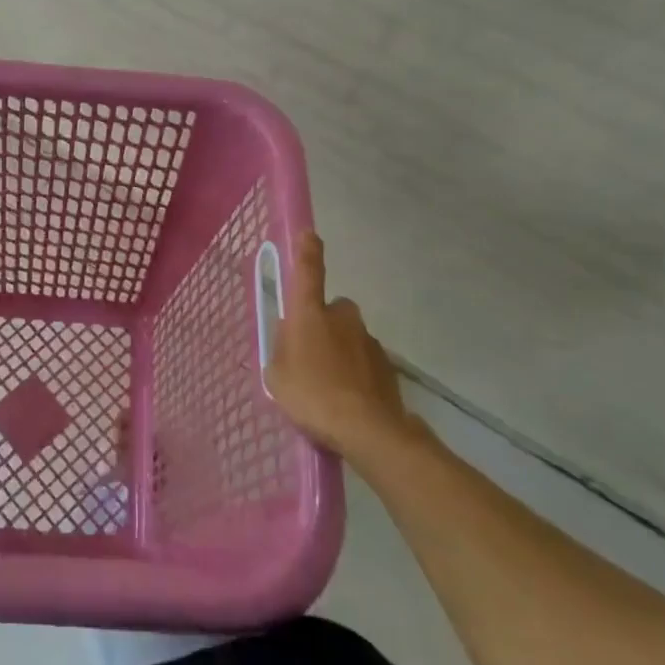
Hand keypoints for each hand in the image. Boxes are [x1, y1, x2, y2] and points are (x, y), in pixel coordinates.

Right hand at [265, 232, 425, 466]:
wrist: (368, 430)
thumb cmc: (312, 396)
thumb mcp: (277, 375)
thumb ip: (282, 351)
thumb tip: (291, 342)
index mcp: (310, 314)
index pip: (308, 271)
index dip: (307, 251)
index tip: (309, 234)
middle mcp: (342, 317)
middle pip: (331, 310)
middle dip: (322, 325)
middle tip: (309, 355)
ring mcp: (368, 340)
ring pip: (349, 337)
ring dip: (339, 352)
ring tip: (328, 387)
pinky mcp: (387, 365)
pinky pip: (364, 361)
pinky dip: (356, 373)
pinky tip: (348, 400)